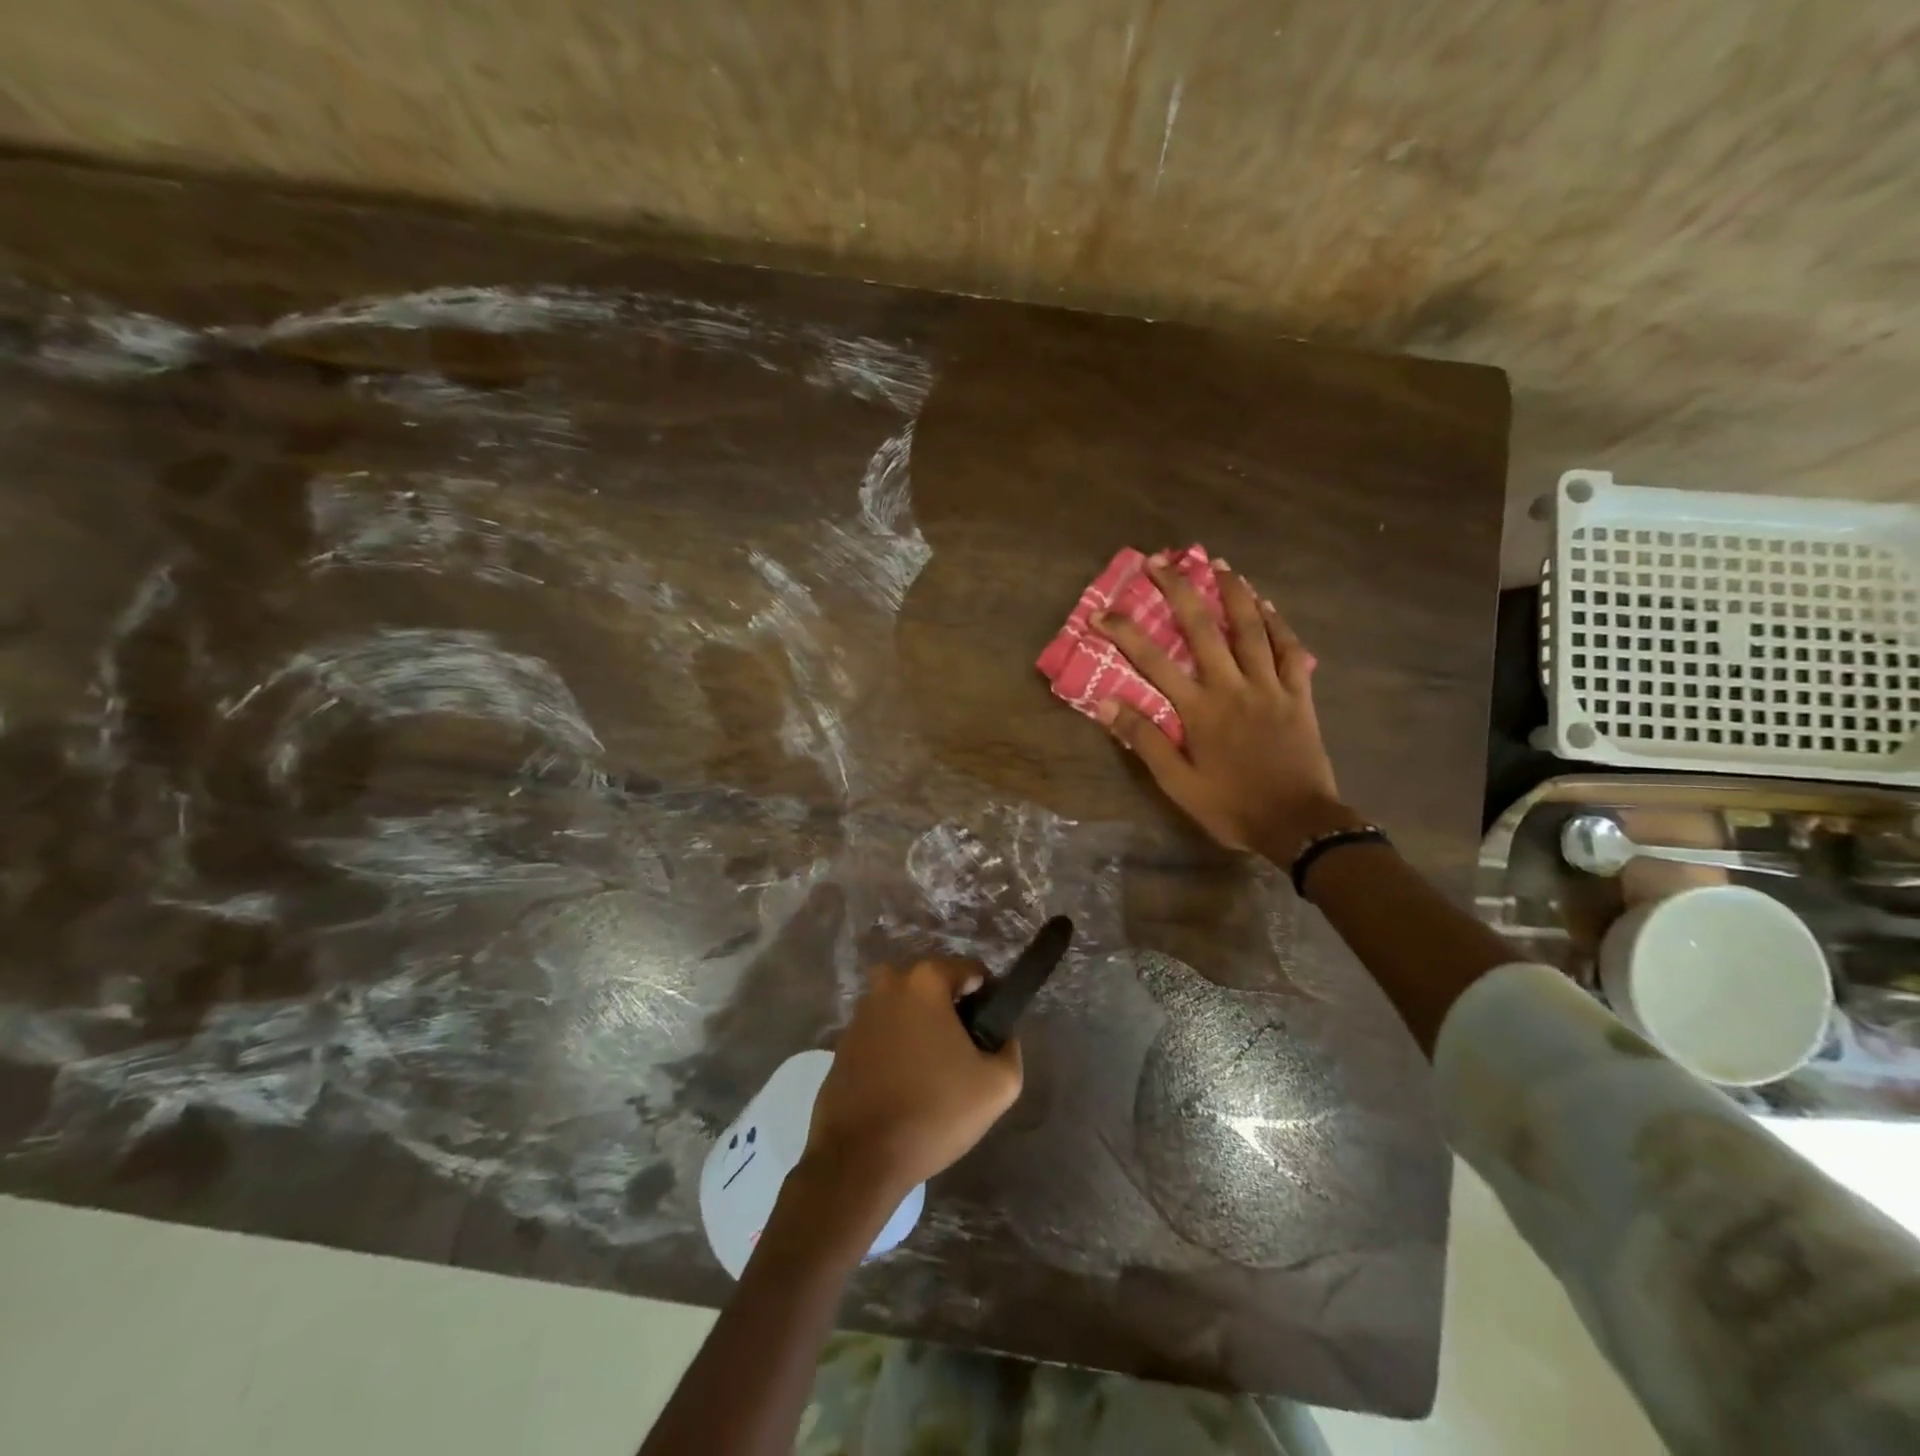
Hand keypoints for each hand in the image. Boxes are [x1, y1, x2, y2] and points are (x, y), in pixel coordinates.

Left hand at [805, 958, 1022, 1202]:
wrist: (859, 1158)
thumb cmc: (933, 1112)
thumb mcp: (997, 1086)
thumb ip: (1009, 1050)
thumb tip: (1000, 1037)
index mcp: (925, 980)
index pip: (970, 972)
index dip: (988, 999)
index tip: (990, 1035)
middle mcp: (889, 983)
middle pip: (935, 987)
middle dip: (953, 1013)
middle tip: (964, 1057)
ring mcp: (861, 1012)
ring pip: (907, 1009)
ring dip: (923, 1029)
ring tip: (935, 1075)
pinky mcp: (843, 1041)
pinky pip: (884, 1032)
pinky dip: (897, 1047)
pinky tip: (905, 1084)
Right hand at [1093, 554, 1358, 865]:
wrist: (1299, 824)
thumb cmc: (1232, 806)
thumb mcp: (1178, 783)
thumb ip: (1145, 739)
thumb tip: (1108, 702)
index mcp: (1200, 709)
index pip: (1153, 662)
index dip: (1125, 633)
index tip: (1101, 612)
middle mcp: (1233, 686)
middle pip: (1203, 628)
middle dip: (1179, 590)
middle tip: (1161, 561)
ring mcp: (1270, 686)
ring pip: (1251, 628)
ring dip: (1232, 592)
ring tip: (1218, 563)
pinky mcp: (1299, 694)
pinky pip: (1290, 650)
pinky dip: (1278, 623)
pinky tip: (1268, 604)